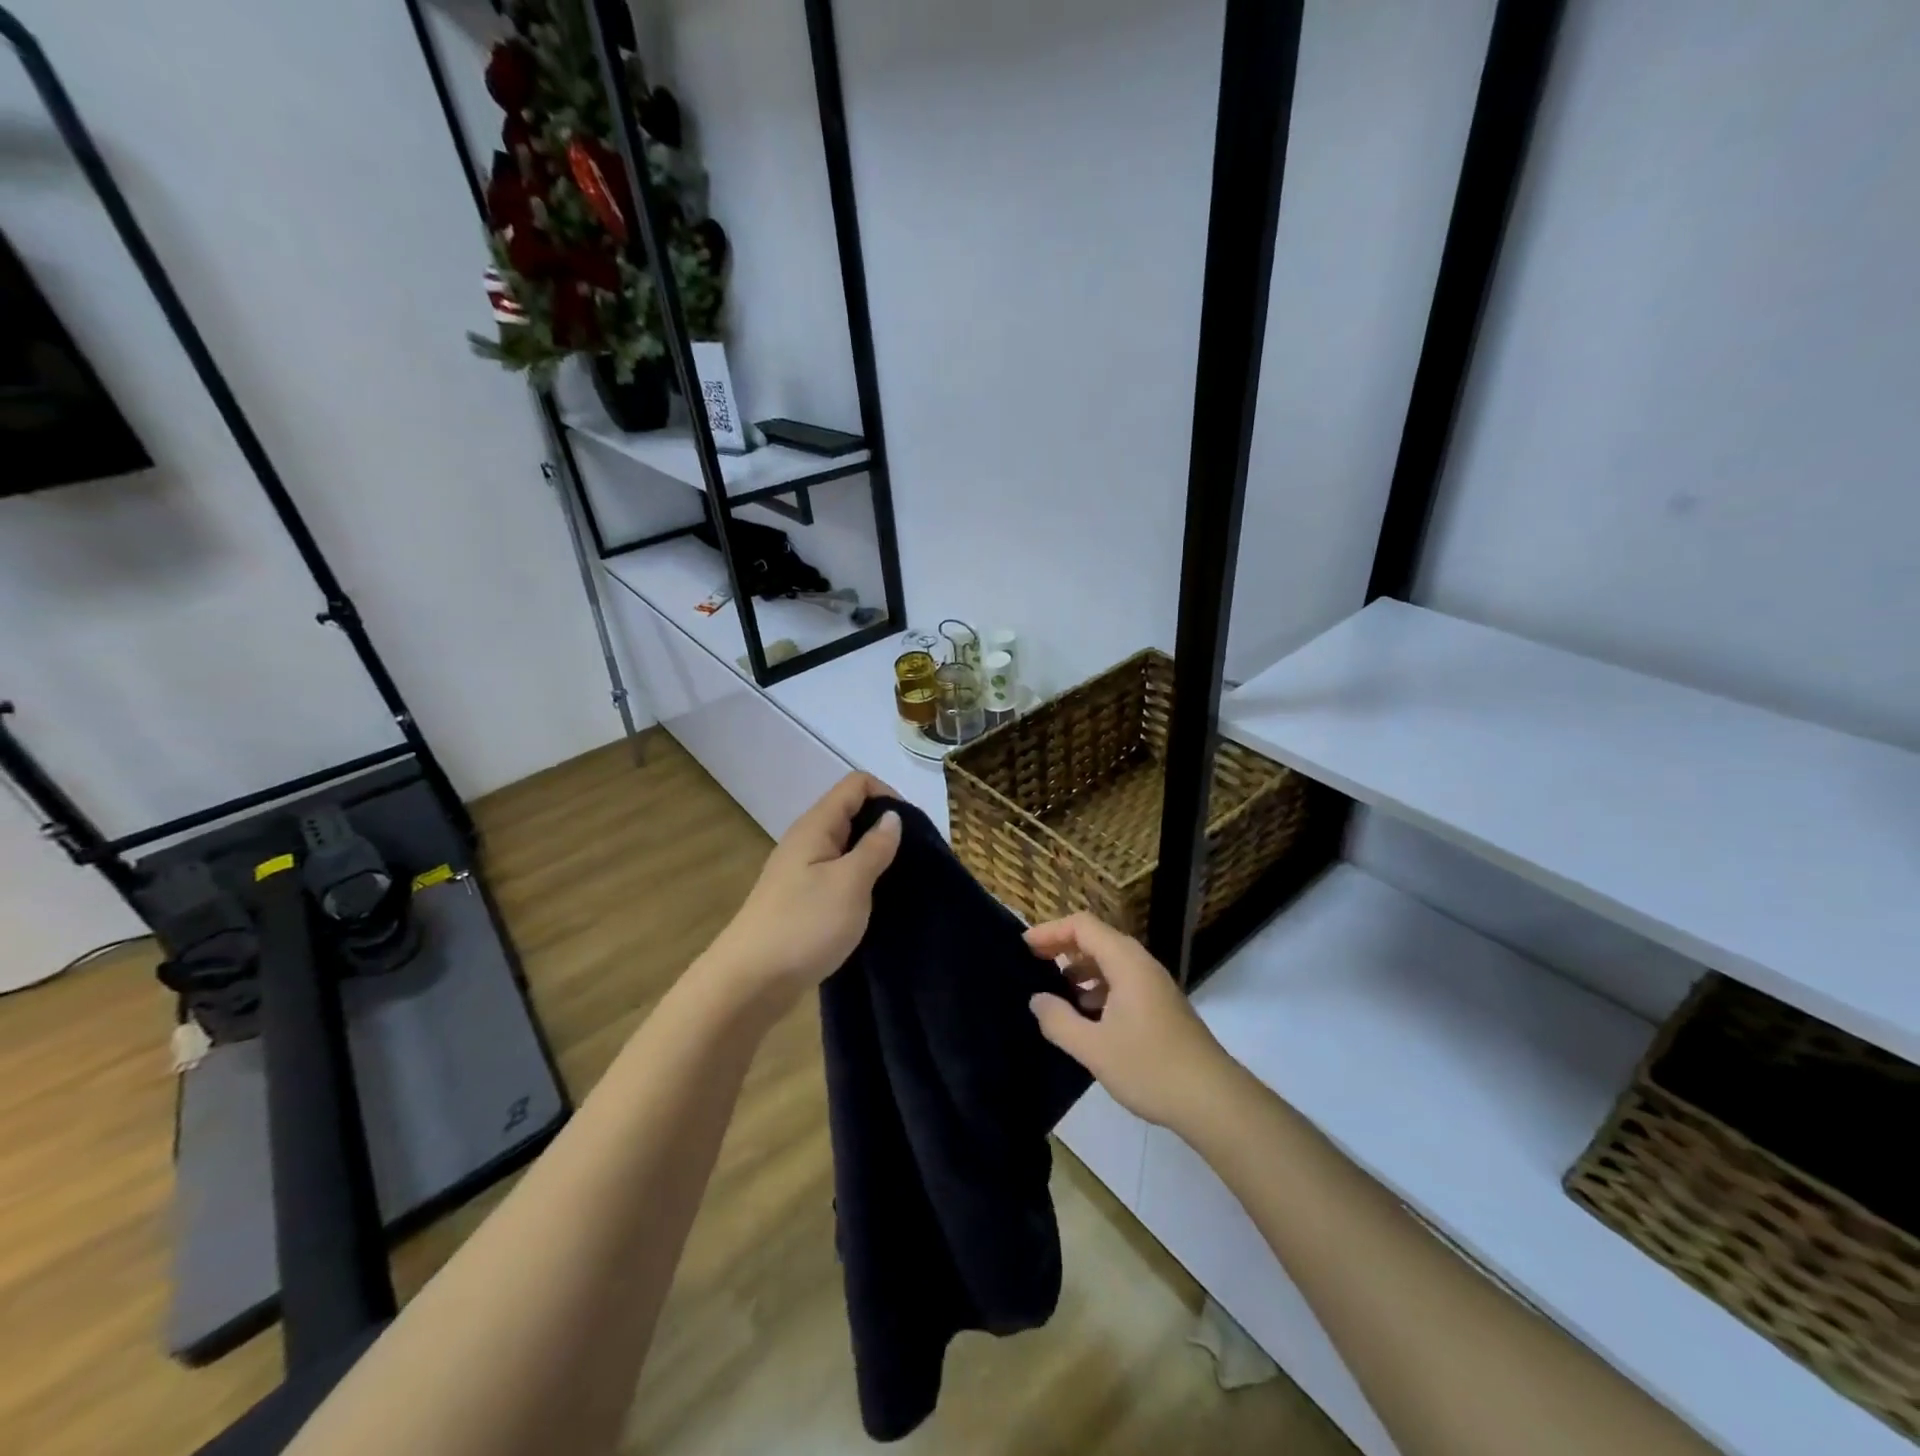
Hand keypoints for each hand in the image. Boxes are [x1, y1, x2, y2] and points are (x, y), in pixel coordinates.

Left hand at [705, 773, 901, 1014]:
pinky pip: (837, 875)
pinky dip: (859, 881)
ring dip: (873, 857)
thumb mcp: (851, 883)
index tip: (913, 829)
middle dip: (884, 827)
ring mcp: (801, 872)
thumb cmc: (804, 925)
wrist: (750, 982)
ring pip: (845, 847)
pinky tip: (873, 903)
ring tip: (899, 881)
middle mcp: (806, 841)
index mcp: (816, 826)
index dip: (888, 795)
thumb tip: (892, 817)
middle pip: (851, 813)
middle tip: (913, 858)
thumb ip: (875, 847)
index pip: (856, 785)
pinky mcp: (801, 900)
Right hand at [1025, 912, 1236, 1133]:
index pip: (1082, 926)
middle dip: (1063, 948)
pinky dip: (1098, 988)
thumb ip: (1059, 1021)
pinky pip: (1122, 982)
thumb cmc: (1150, 1067)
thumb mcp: (1094, 1048)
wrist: (1213, 1100)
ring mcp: (1154, 985)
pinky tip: (1086, 1016)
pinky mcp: (1161, 1006)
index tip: (1024, 947)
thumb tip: (1037, 1000)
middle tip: (1033, 965)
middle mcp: (1141, 964)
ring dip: (1080, 969)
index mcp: (1126, 962)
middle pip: (1096, 939)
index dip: (1050, 931)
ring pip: (1110, 962)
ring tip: (1055, 992)